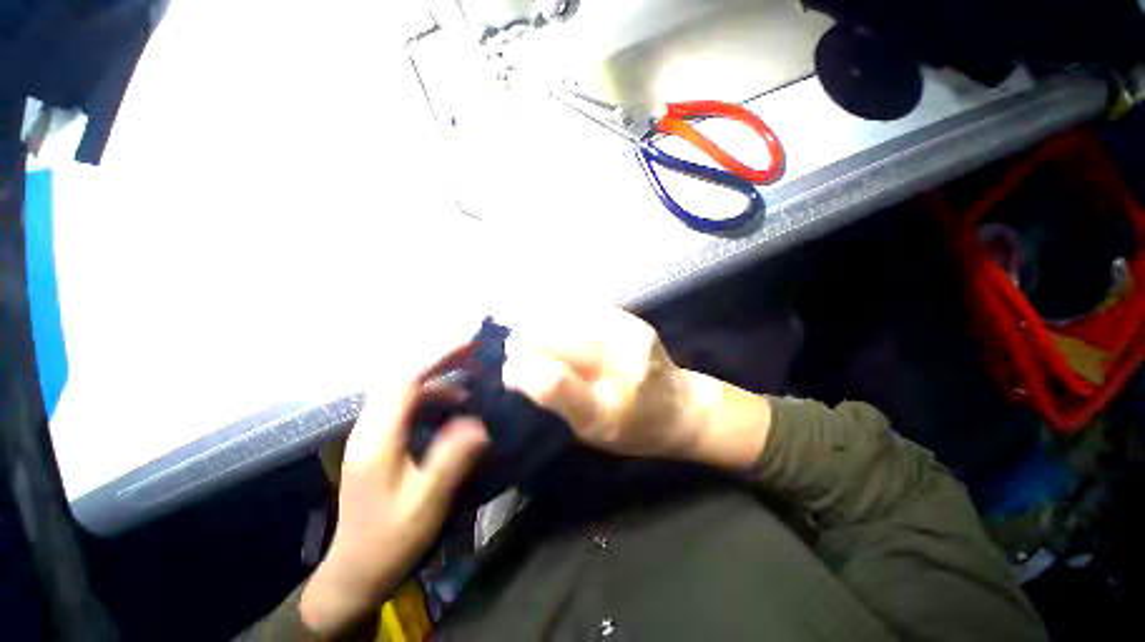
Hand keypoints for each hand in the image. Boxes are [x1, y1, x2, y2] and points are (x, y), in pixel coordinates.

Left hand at [300, 352, 488, 637]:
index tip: (469, 343)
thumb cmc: (389, 540)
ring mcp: (372, 433)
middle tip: (473, 350)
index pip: (405, 382)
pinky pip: (406, 404)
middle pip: (401, 377)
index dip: (436, 357)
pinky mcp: (380, 441)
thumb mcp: (424, 504)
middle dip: (438, 358)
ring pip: (403, 388)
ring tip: (470, 371)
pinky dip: (432, 393)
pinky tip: (453, 402)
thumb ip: (450, 460)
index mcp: (377, 439)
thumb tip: (477, 422)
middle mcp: (369, 428)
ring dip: (437, 374)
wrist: (355, 571)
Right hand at [502, 307, 769, 468]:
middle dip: (527, 339)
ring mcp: (631, 339)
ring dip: (542, 322)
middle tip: (513, 347)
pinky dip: (563, 314)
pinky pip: (587, 309)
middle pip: (561, 339)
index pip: (556, 383)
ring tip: (531, 333)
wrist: (682, 408)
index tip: (509, 370)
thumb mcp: (589, 434)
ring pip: (570, 317)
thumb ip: (556, 403)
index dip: (523, 370)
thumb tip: (517, 371)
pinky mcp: (635, 321)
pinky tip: (556, 322)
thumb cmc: (632, 430)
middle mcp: (622, 370)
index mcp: (607, 412)